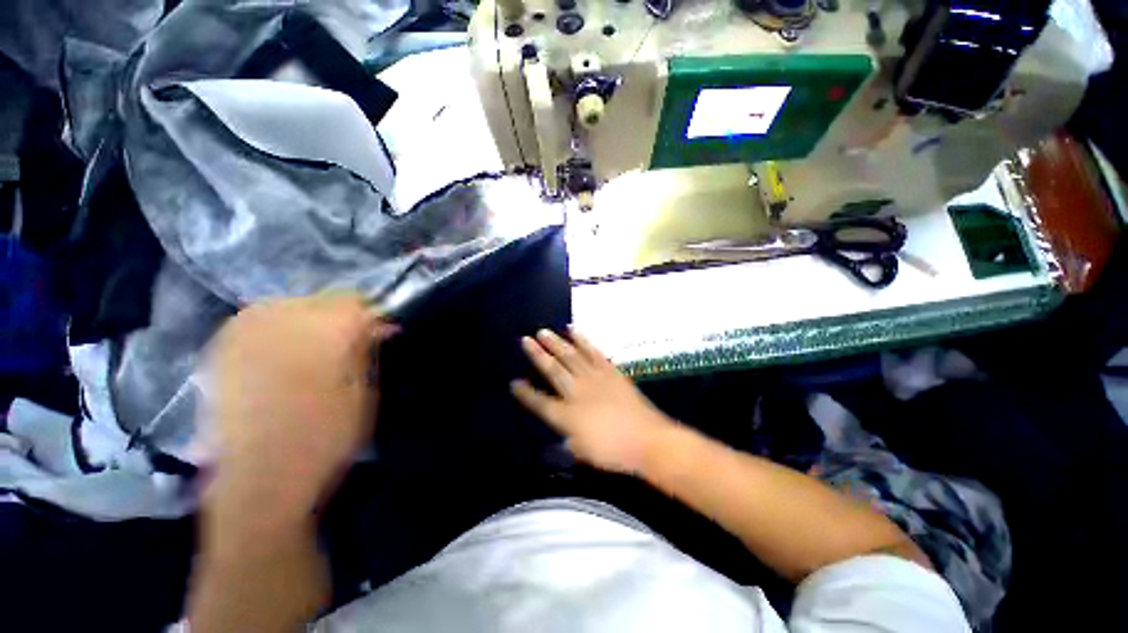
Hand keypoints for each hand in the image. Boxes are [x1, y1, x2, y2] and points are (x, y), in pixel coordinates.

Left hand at [205, 294, 396, 522]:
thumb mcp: (363, 393)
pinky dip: (280, 329)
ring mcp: (245, 332)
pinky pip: (259, 319)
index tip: (381, 335)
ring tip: (317, 352)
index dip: (372, 317)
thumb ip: (366, 351)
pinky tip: (285, 354)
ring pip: (291, 305)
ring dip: (311, 322)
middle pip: (322, 299)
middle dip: (342, 318)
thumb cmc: (325, 438)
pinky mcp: (222, 348)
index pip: (355, 302)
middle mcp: (280, 320)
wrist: (258, 483)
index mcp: (323, 333)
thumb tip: (379, 325)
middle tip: (350, 346)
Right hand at [511, 328, 679, 474]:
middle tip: (525, 339)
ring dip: (556, 343)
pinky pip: (594, 352)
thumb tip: (561, 435)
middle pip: (553, 370)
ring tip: (544, 332)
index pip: (540, 402)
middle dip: (537, 355)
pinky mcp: (610, 372)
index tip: (514, 382)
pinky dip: (583, 341)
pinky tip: (574, 331)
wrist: (647, 440)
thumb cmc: (614, 452)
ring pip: (571, 356)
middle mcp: (577, 392)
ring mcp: (595, 379)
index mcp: (567, 416)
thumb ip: (568, 440)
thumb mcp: (584, 452)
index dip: (525, 393)